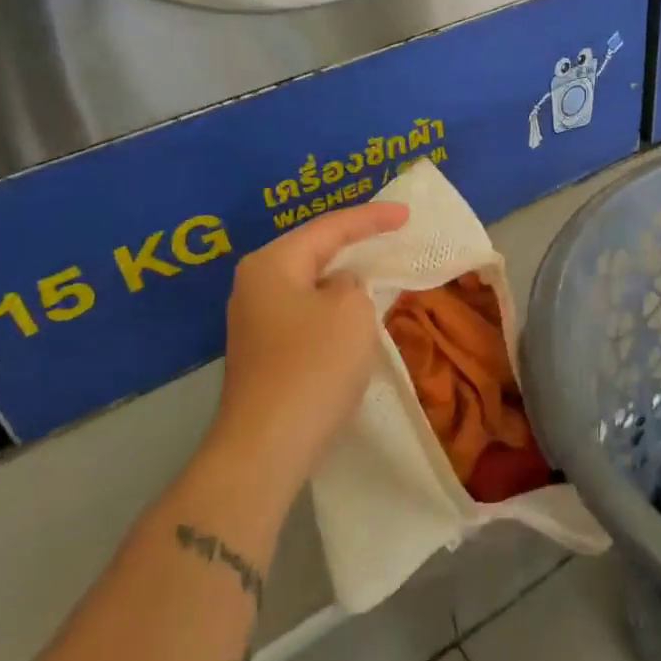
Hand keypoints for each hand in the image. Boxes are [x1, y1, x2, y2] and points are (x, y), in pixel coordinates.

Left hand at [211, 202, 409, 484]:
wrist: (267, 446)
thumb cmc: (313, 366)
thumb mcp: (351, 311)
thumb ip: (353, 284)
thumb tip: (339, 288)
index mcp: (272, 263)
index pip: (330, 227)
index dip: (372, 218)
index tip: (407, 214)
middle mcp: (254, 284)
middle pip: (313, 250)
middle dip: (353, 242)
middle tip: (391, 232)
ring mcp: (254, 320)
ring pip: (309, 283)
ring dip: (343, 276)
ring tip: (377, 266)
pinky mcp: (262, 351)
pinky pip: (305, 312)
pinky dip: (332, 306)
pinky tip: (353, 313)